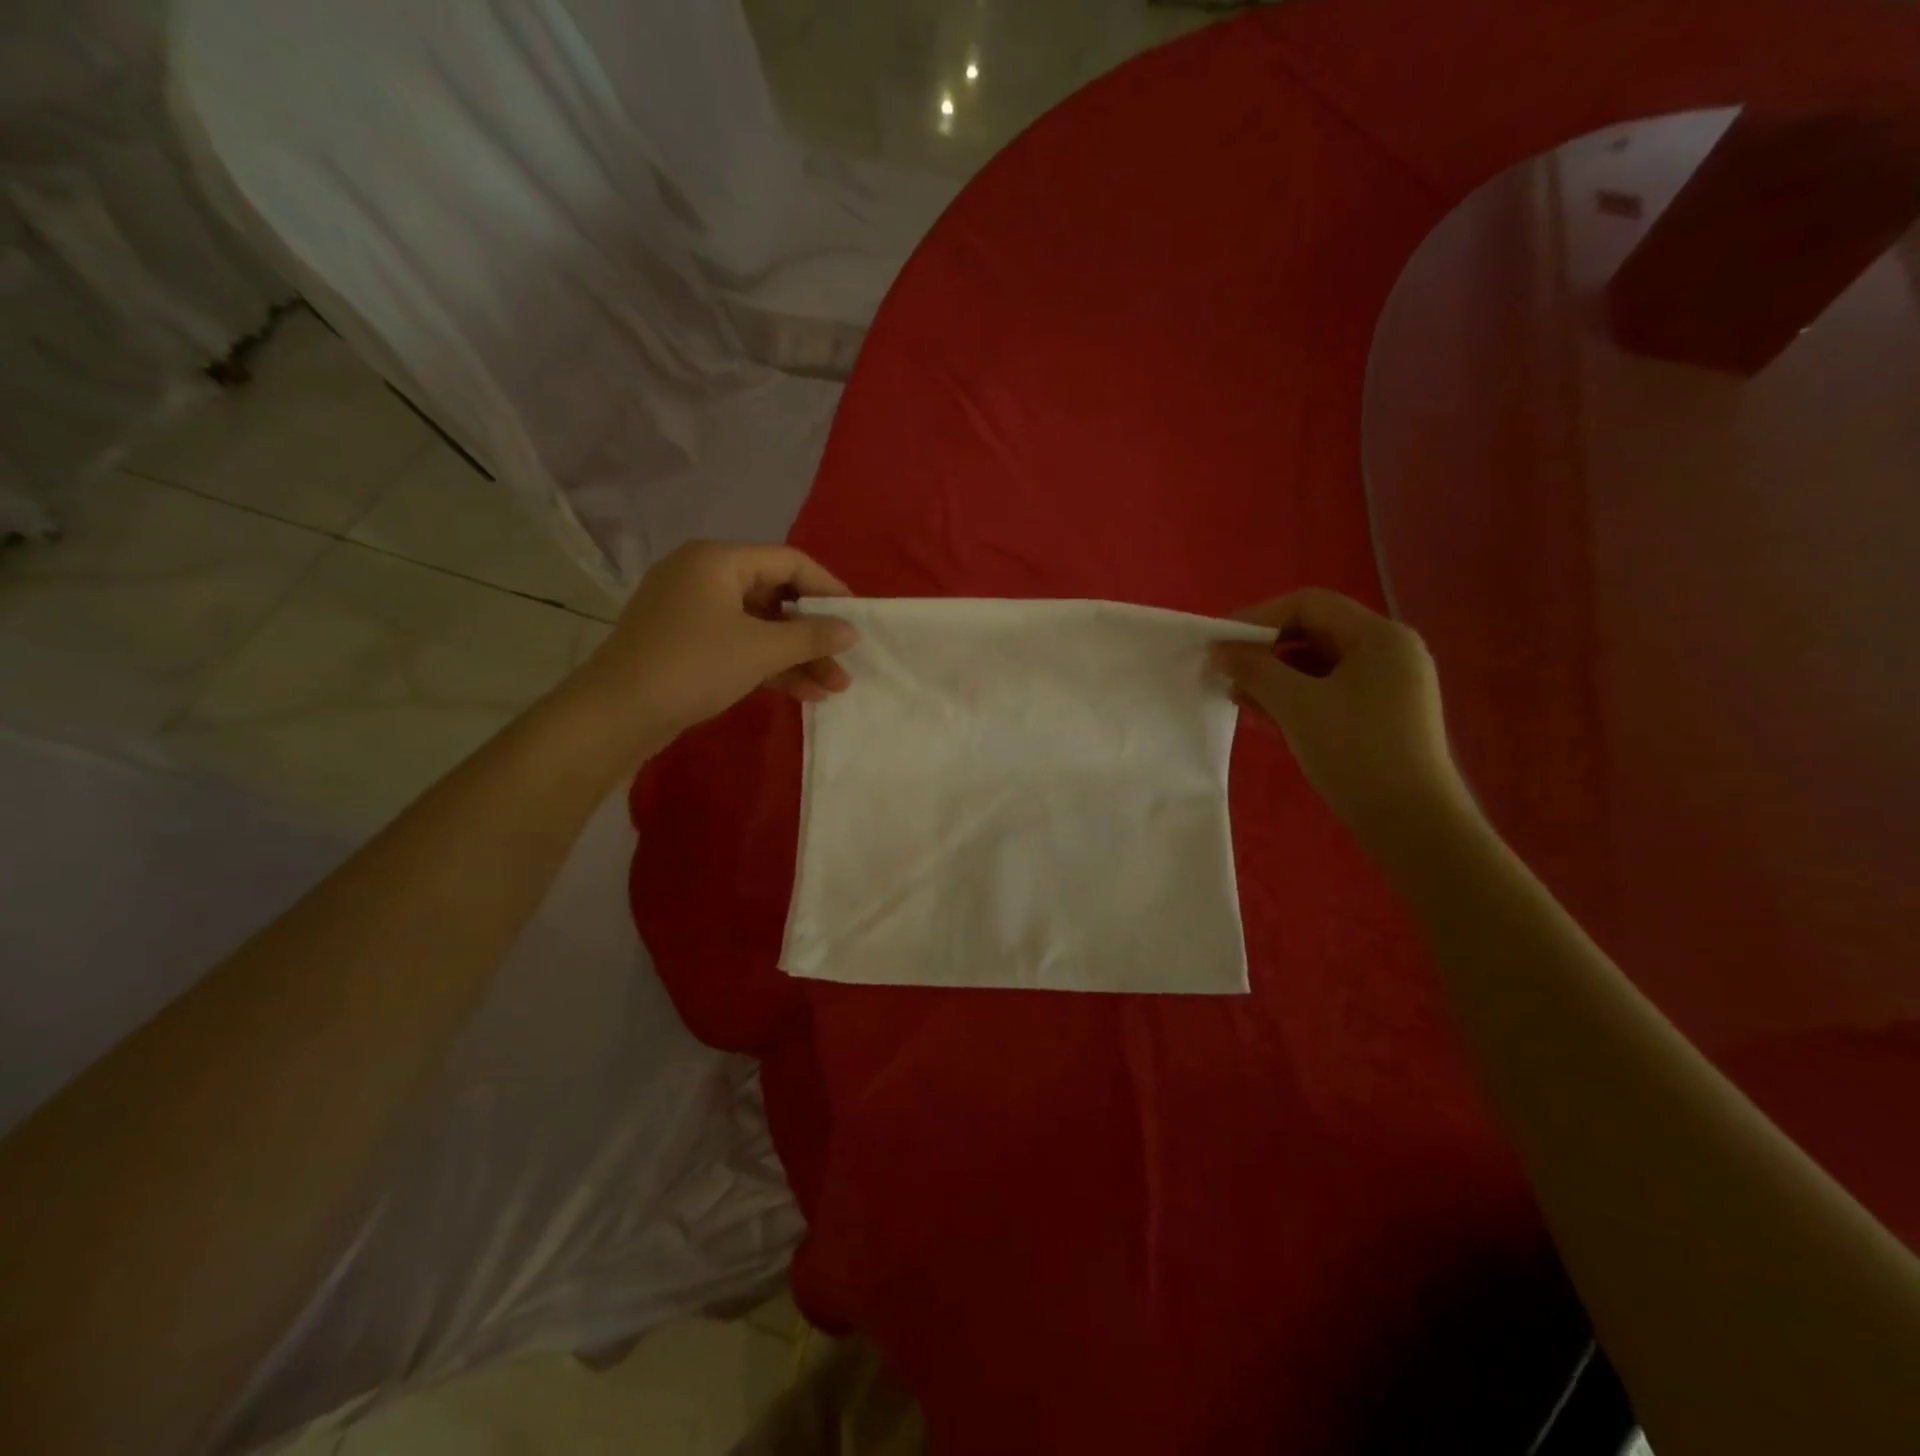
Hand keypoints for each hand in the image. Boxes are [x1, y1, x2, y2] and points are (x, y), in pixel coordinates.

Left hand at [568, 541, 856, 758]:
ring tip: (833, 688)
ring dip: (796, 656)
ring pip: (758, 626)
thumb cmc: (693, 666)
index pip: (788, 562)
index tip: (856, 618)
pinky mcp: (685, 643)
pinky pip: (738, 645)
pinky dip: (768, 664)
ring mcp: (691, 611)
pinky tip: (802, 693)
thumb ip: (811, 637)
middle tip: (844, 662)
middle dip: (813, 634)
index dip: (827, 589)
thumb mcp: (760, 650)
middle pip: (775, 596)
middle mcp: (703, 576)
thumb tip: (851, 630)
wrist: (616, 713)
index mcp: (717, 561)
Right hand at [1211, 589, 1470, 844]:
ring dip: (1274, 677)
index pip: (1309, 604)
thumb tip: (1222, 650)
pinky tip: (1264, 716)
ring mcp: (1387, 685)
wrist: (1411, 823)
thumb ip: (1255, 669)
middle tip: (1226, 672)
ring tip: (1237, 697)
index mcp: (1379, 636)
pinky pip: (1328, 692)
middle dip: (1265, 650)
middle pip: (1314, 632)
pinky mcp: (1380, 716)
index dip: (1259, 617)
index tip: (1221, 642)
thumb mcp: (1297, 705)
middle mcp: (1388, 652)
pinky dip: (1294, 698)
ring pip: (1318, 665)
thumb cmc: (1355, 753)